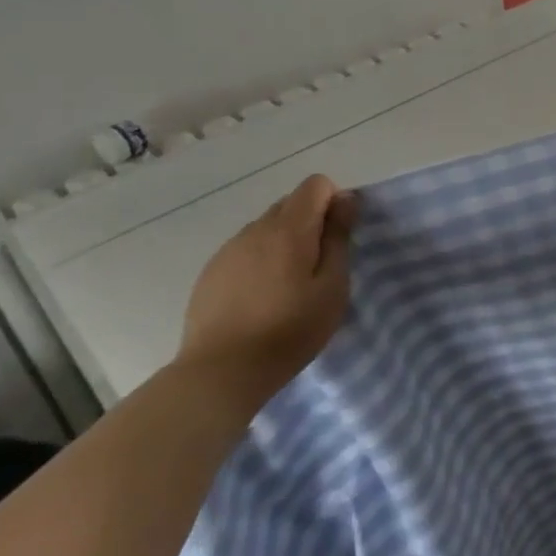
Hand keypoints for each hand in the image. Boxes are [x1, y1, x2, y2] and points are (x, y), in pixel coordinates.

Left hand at [177, 175, 359, 411]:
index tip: (339, 238)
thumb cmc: (290, 330)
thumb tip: (344, 200)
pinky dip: (260, 261)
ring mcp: (228, 249)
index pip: (315, 184)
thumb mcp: (332, 287)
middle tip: (319, 266)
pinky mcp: (211, 272)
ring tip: (288, 286)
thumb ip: (338, 238)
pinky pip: (245, 250)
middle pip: (290, 203)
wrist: (221, 371)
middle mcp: (255, 229)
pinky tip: (261, 298)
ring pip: (266, 228)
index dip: (334, 202)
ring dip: (284, 243)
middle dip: (310, 222)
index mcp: (288, 229)